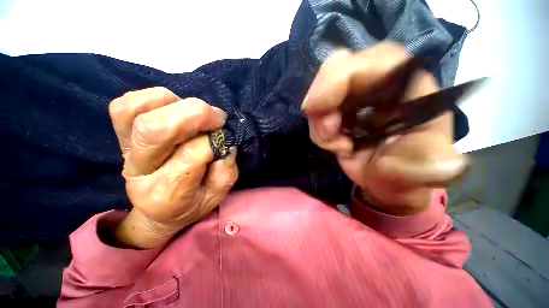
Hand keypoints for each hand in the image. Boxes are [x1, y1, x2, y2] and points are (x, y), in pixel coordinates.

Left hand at [107, 87, 237, 248]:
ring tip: (195, 115)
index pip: (193, 152)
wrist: (160, 208)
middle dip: (196, 114)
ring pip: (136, 110)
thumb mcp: (218, 194)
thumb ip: (225, 170)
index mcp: (168, 192)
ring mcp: (125, 149)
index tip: (226, 137)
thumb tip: (226, 141)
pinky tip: (174, 108)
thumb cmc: (194, 202)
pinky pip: (125, 104)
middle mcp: (140, 170)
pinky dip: (153, 99)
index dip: (215, 139)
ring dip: (176, 104)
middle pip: (156, 128)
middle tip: (217, 119)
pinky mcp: (121, 134)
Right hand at [302, 43, 468, 215]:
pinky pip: (319, 112)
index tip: (315, 107)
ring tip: (338, 146)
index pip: (378, 60)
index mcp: (412, 90)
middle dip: (322, 102)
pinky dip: (320, 130)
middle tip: (325, 134)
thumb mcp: (421, 172)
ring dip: (321, 123)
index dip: (340, 77)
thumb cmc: (407, 174)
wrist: (387, 181)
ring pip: (324, 93)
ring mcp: (357, 96)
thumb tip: (447, 165)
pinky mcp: (341, 110)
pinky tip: (336, 144)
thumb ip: (430, 166)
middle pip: (340, 69)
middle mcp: (383, 85)